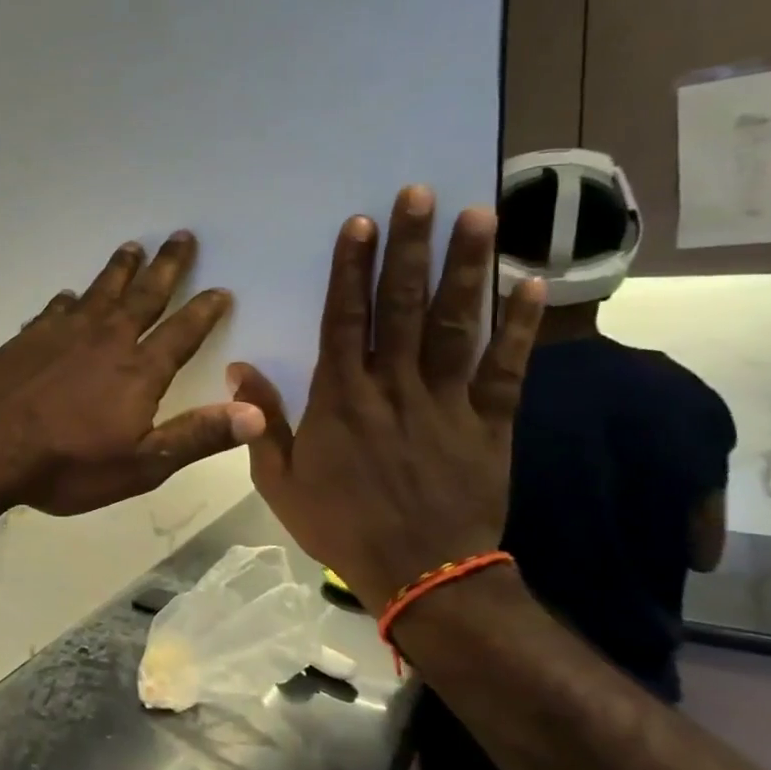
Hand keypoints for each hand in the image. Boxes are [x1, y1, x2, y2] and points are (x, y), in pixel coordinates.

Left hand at [0, 232, 265, 515]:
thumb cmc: (66, 465)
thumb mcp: (140, 465)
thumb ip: (197, 436)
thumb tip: (255, 413)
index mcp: (138, 371)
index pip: (182, 332)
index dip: (204, 311)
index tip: (220, 289)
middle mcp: (105, 340)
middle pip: (144, 296)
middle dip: (166, 267)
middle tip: (181, 236)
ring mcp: (62, 334)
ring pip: (99, 292)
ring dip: (119, 270)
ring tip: (132, 247)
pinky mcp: (27, 338)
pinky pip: (56, 309)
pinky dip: (69, 300)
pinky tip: (69, 295)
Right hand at [229, 187, 544, 610]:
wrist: (420, 575)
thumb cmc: (340, 524)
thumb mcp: (279, 479)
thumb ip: (260, 421)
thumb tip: (238, 368)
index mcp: (340, 399)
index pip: (344, 319)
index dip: (351, 269)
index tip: (360, 222)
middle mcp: (393, 387)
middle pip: (401, 306)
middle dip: (409, 247)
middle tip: (421, 194)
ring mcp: (446, 402)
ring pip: (456, 324)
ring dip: (466, 269)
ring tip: (479, 215)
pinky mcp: (489, 422)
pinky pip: (508, 368)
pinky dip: (521, 326)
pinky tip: (532, 283)